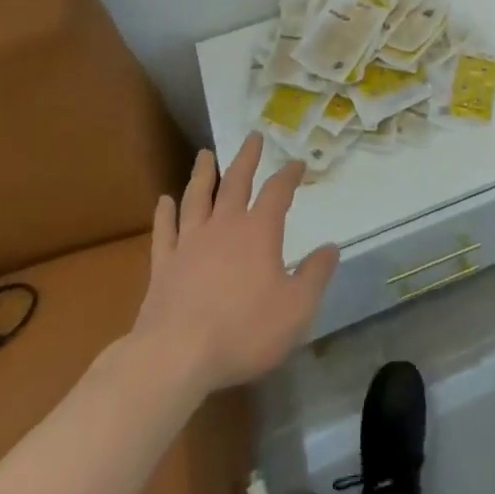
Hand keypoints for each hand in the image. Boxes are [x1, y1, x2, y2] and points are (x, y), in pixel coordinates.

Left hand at [125, 133, 339, 392]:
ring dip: (203, 174)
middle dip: (247, 158)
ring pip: (197, 197)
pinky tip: (164, 200)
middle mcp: (224, 226)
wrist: (176, 357)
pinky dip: (165, 213)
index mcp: (259, 232)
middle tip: (252, 136)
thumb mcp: (297, 308)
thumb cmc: (244, 331)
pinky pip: (165, 231)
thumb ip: (315, 275)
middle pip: (235, 182)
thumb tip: (331, 247)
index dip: (290, 174)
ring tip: (205, 155)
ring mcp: (190, 244)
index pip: (278, 191)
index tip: (298, 163)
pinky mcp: (163, 266)